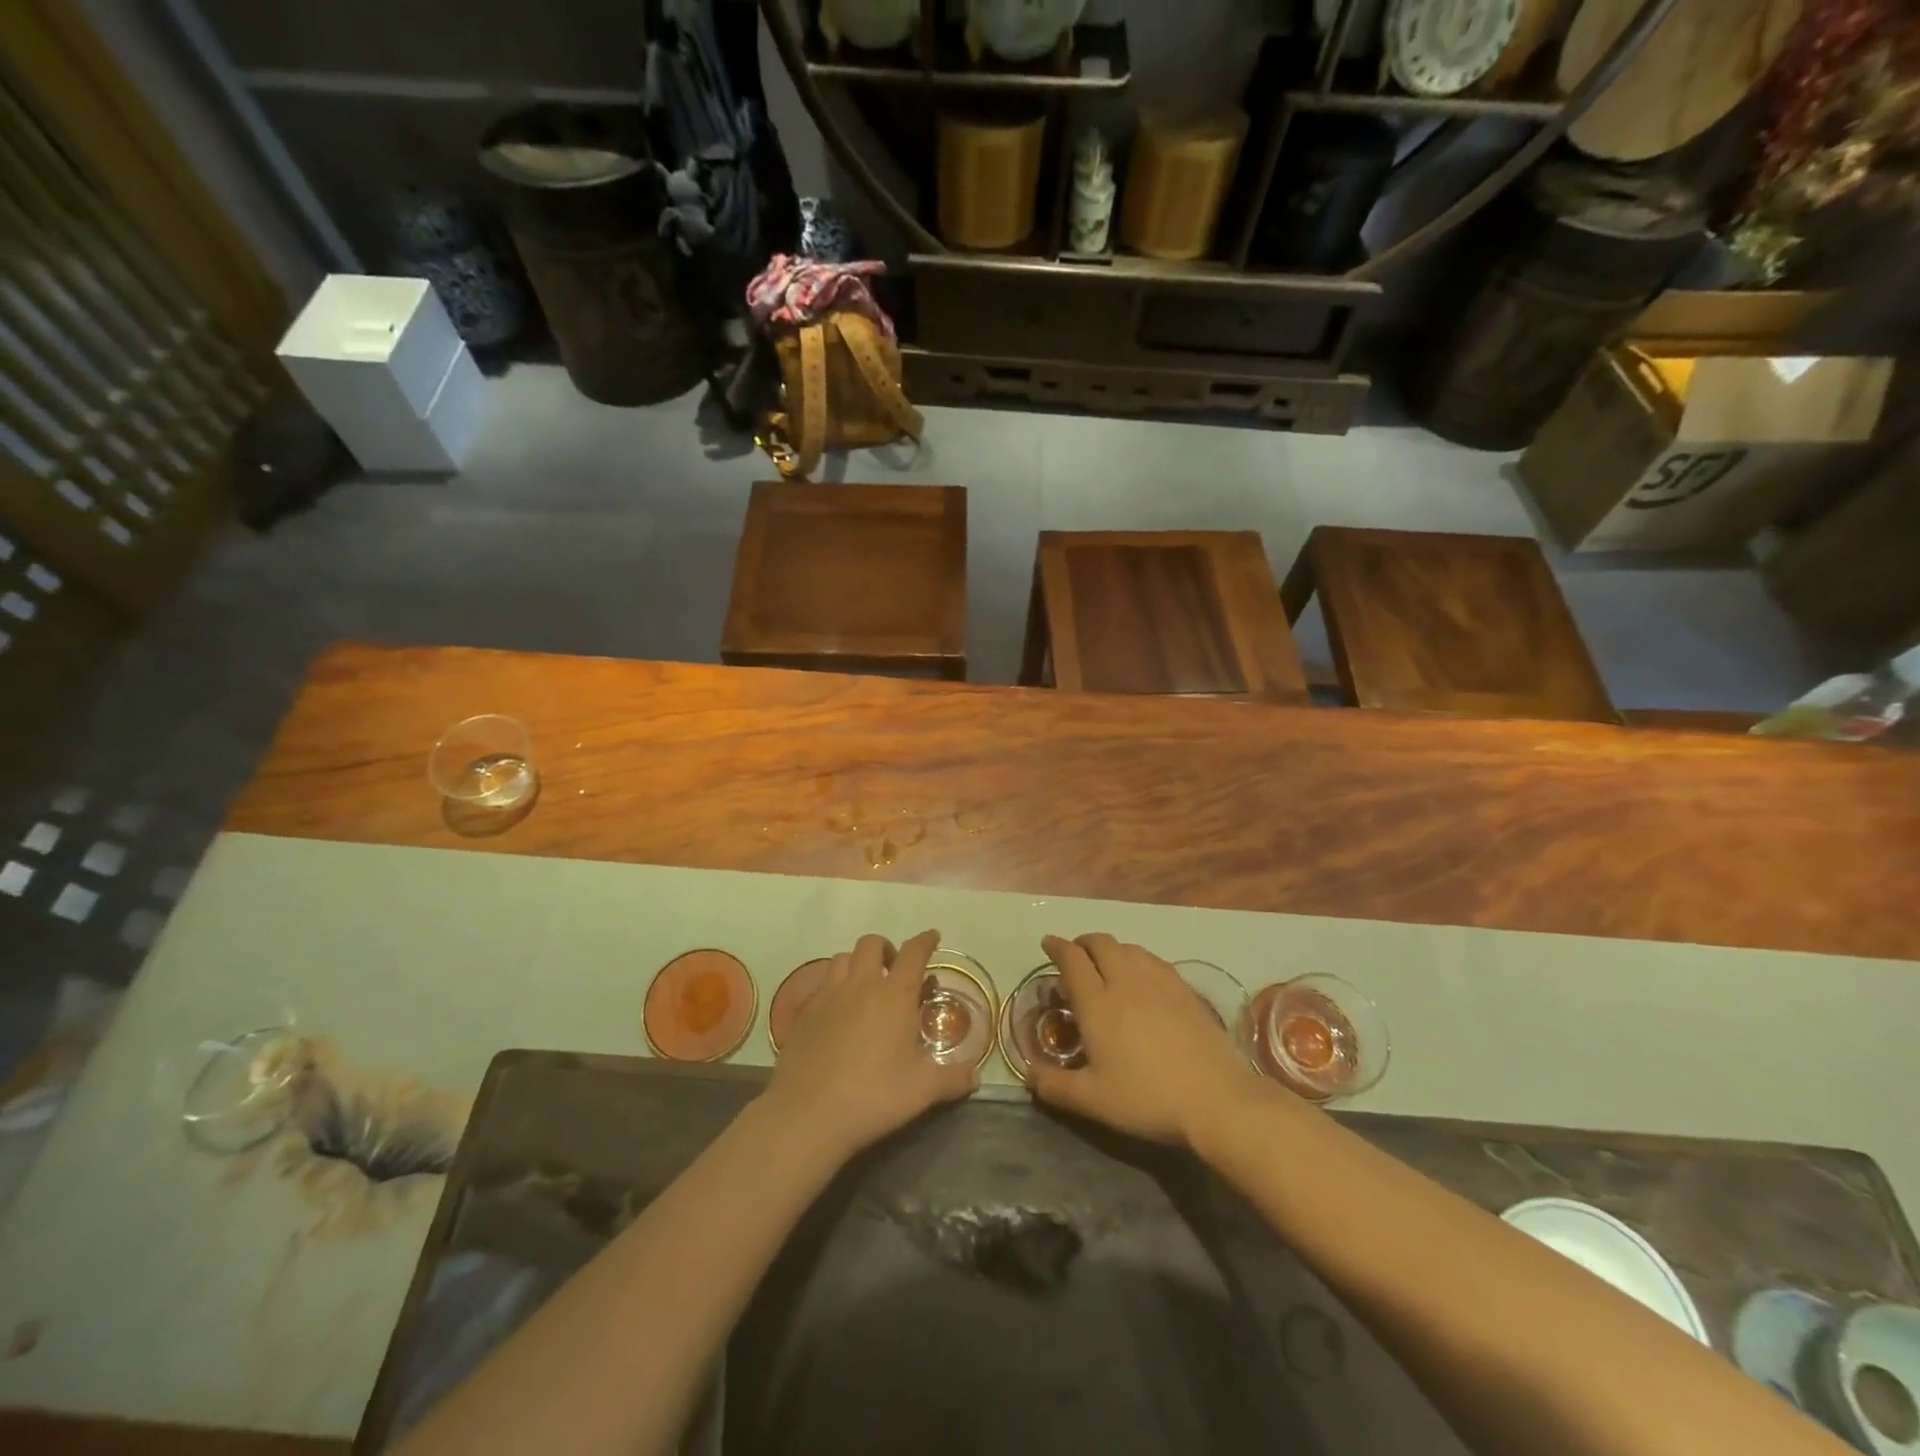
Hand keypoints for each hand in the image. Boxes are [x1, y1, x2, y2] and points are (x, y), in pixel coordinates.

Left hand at [762, 929, 977, 1163]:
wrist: (808, 1113)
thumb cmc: (873, 1095)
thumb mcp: (922, 1091)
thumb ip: (951, 1078)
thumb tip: (976, 1075)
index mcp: (894, 995)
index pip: (913, 953)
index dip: (925, 941)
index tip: (932, 937)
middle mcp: (861, 985)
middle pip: (872, 944)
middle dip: (886, 949)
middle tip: (894, 970)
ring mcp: (828, 996)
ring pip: (843, 958)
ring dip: (858, 963)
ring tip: (865, 986)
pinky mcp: (804, 1013)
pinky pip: (821, 985)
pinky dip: (834, 987)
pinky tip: (838, 1012)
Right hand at [1027, 933, 1260, 1146]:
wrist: (1216, 1099)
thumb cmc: (1147, 1098)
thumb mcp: (1093, 1100)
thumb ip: (1055, 1086)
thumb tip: (1026, 1074)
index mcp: (1097, 1002)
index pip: (1072, 959)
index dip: (1057, 947)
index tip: (1047, 944)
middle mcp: (1125, 981)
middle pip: (1100, 943)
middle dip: (1083, 943)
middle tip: (1075, 956)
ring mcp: (1159, 981)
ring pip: (1128, 947)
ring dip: (1110, 949)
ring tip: (1106, 966)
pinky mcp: (1185, 989)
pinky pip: (1152, 959)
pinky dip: (1137, 958)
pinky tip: (1141, 978)